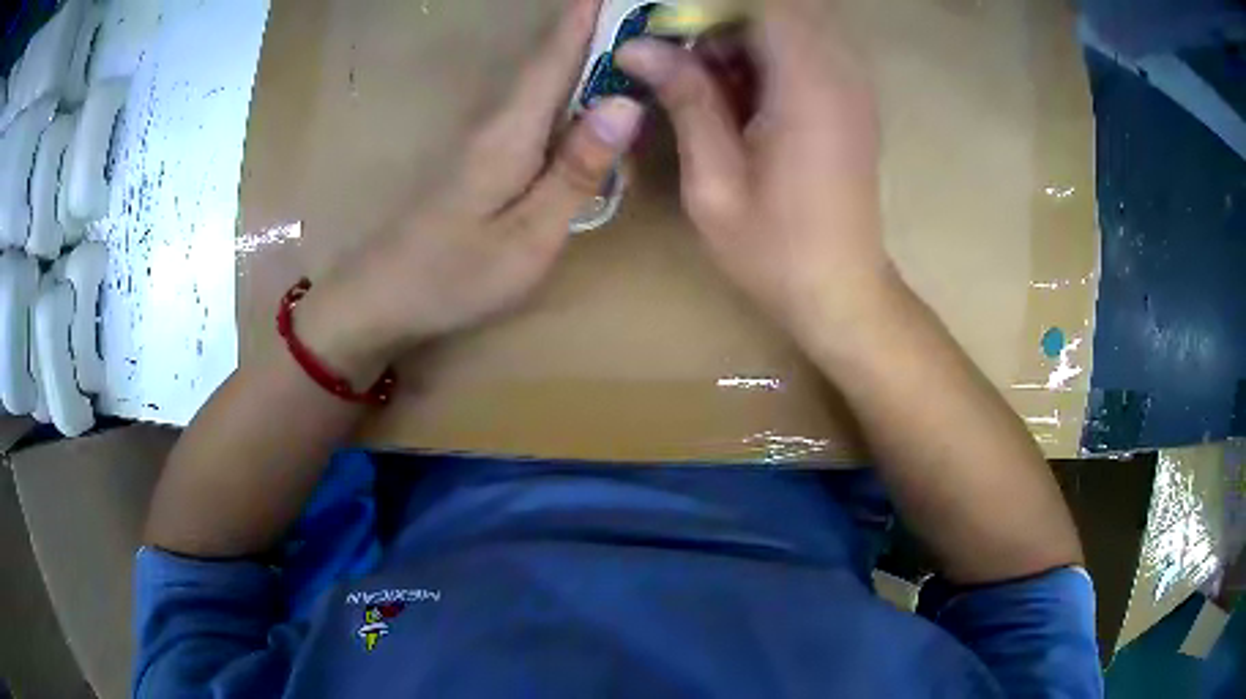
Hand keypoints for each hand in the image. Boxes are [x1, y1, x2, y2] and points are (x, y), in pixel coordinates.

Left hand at [298, 0, 642, 383]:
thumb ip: (577, 170)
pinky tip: (589, 88)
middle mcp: (499, 120)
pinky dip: (567, 85)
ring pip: (544, 79)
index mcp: (511, 130)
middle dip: (593, 24)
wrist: (381, 299)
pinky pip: (536, 106)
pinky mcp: (484, 157)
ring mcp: (488, 138)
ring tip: (623, 30)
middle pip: (551, 59)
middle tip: (636, 8)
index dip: (588, 15)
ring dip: (582, 49)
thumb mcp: (529, 236)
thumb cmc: (454, 275)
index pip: (557, 55)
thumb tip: (626, 103)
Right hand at [618, 0, 890, 344]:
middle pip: (782, 7)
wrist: (842, 291)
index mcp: (807, 87)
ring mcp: (852, 85)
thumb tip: (638, 47)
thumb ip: (685, 102)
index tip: (671, 28)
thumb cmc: (775, 250)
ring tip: (709, 84)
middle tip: (684, 59)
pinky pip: (807, 49)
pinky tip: (742, 98)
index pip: (767, 3)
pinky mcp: (852, 100)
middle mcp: (840, 73)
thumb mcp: (713, 182)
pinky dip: (767, 56)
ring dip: (744, 37)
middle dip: (724, 19)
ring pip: (793, 23)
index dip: (713, 5)